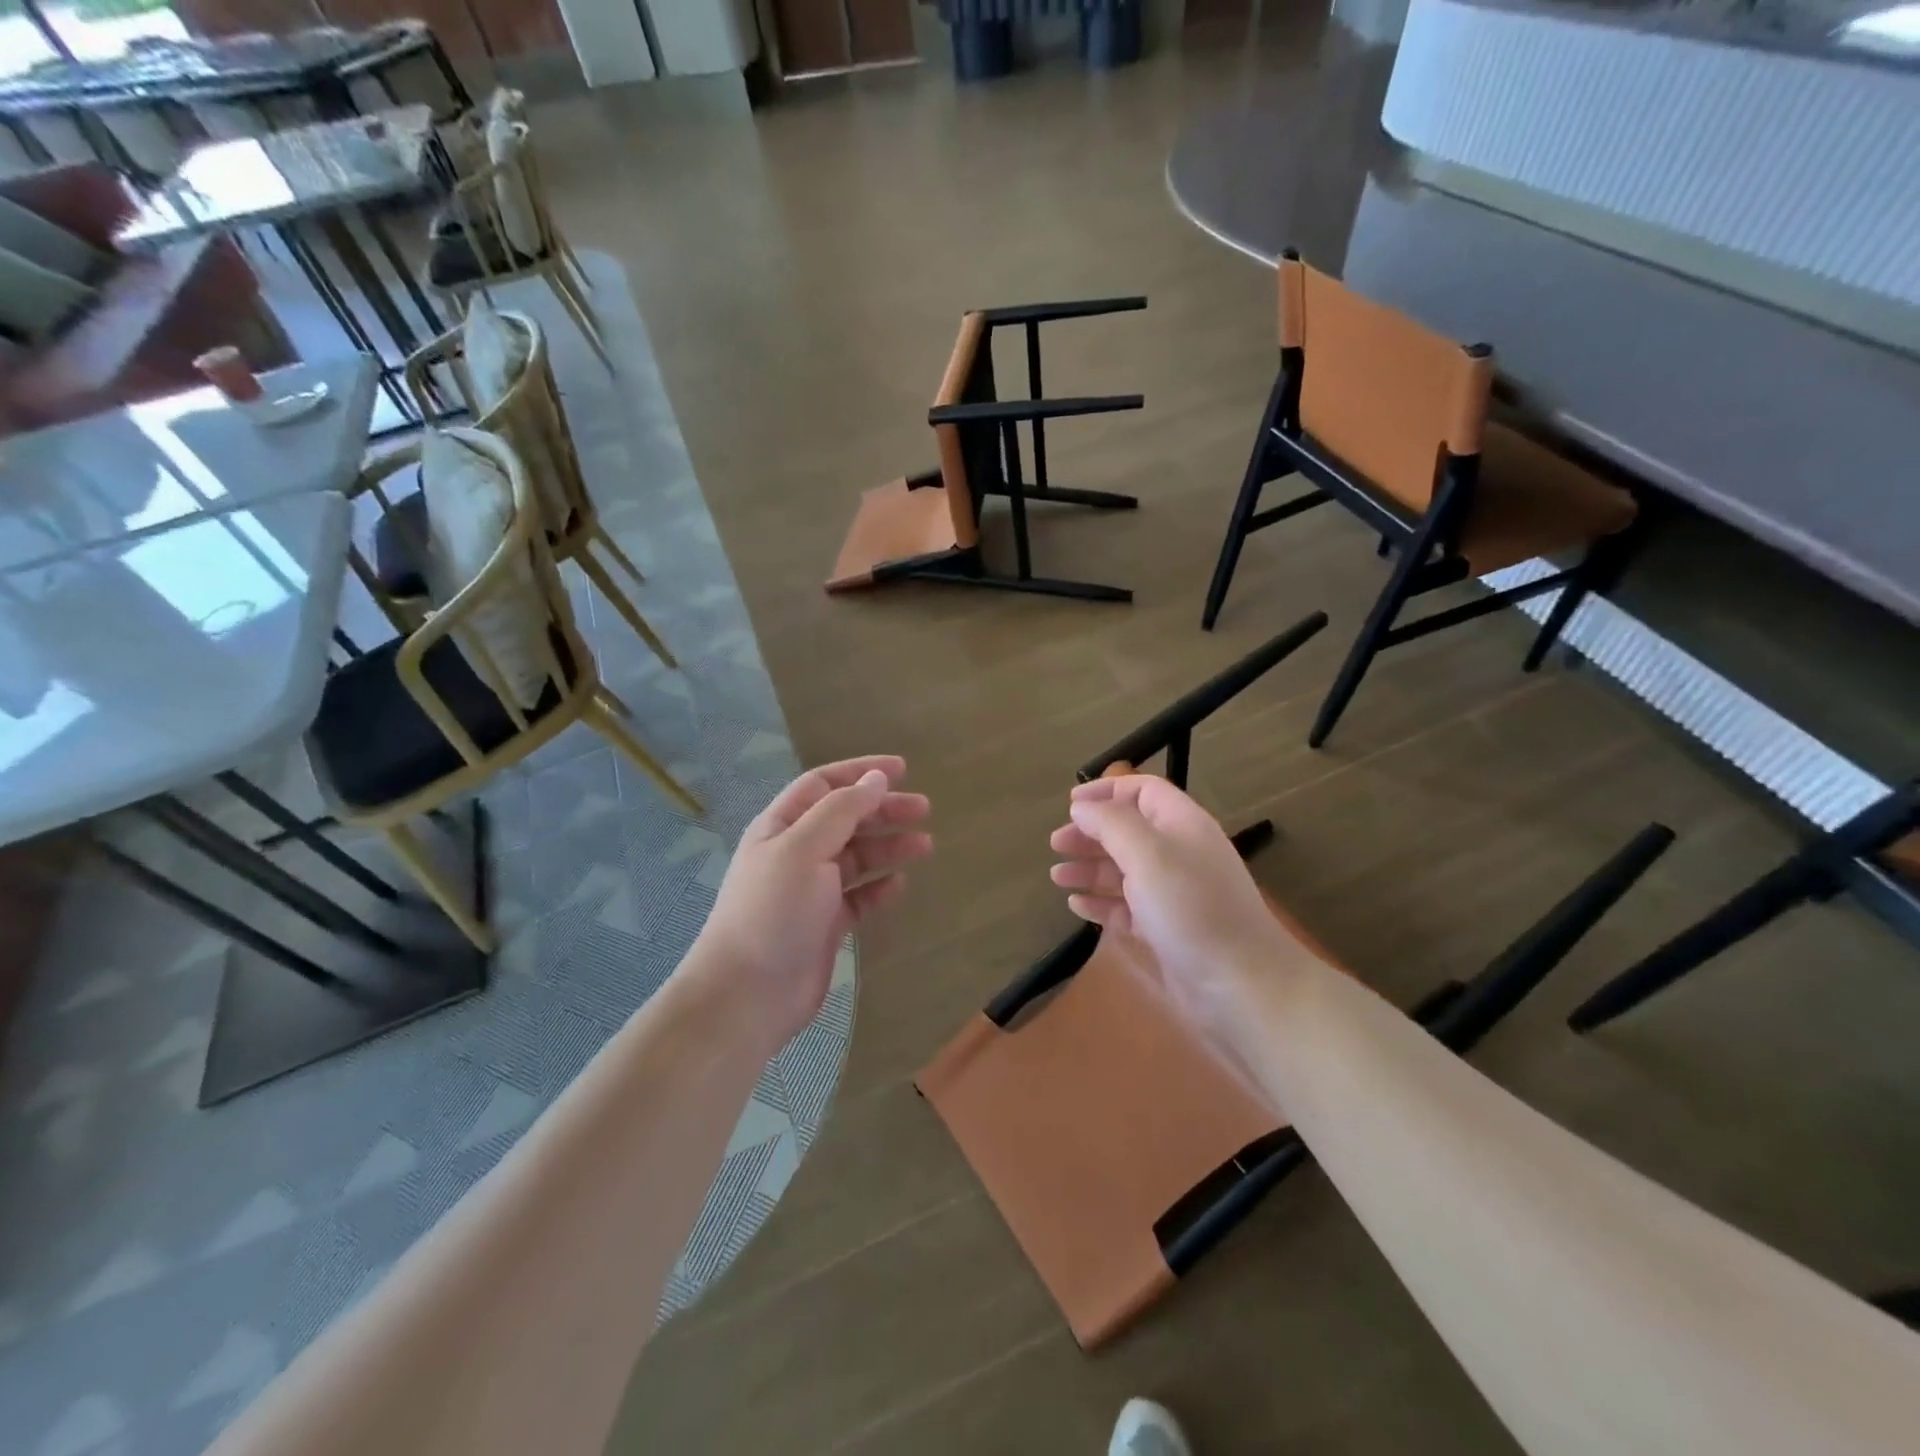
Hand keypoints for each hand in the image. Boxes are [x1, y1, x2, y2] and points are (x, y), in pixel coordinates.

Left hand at [693, 755, 930, 1056]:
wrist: (747, 994)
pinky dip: (879, 887)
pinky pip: (858, 897)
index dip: (861, 772)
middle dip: (883, 810)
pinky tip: (899, 885)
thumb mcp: (804, 848)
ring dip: (888, 847)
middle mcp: (796, 852)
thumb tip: (876, 778)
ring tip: (925, 846)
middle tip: (924, 809)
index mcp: (782, 826)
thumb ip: (842, 810)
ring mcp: (810, 890)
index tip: (902, 769)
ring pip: (856, 857)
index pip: (824, 784)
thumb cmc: (773, 911)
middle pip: (845, 819)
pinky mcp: (825, 925)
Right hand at [1049, 775, 1305, 1052]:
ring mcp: (1173, 894)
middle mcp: (1179, 854)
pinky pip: (1126, 908)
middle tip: (1055, 844)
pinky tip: (1077, 906)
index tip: (1070, 803)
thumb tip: (1082, 806)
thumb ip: (1111, 823)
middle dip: (1091, 833)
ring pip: (1124, 870)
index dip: (1106, 790)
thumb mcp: (1148, 854)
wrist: (1241, 986)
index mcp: (1182, 825)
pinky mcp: (1165, 930)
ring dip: (1090, 868)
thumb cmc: (1191, 909)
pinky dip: (1101, 902)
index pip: (1143, 791)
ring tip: (1057, 877)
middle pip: (1128, 830)